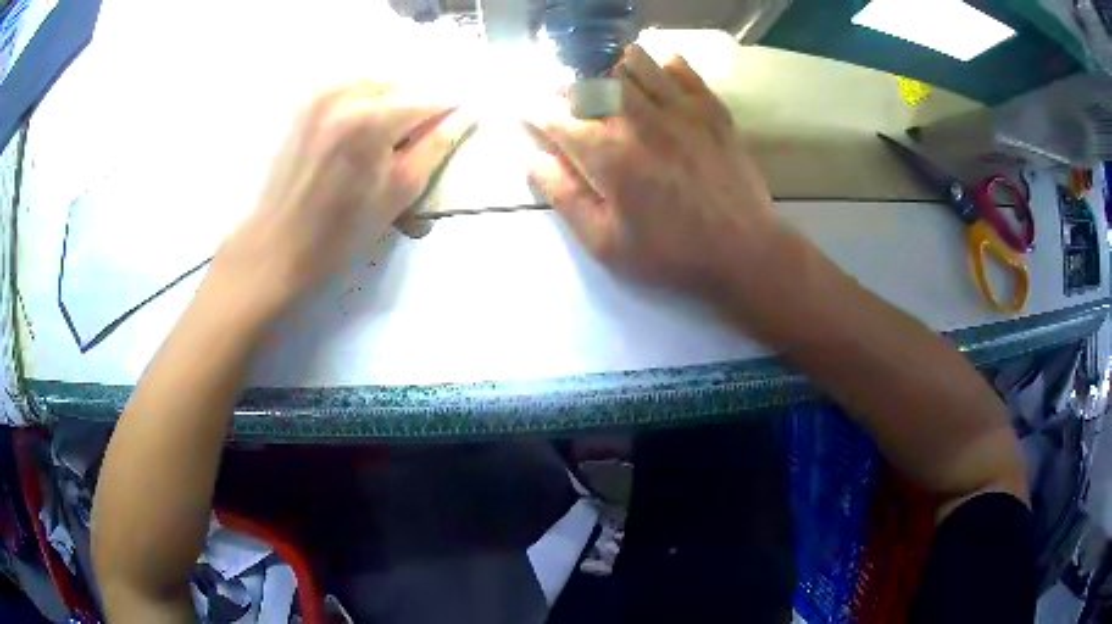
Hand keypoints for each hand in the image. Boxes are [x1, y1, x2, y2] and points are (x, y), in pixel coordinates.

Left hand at [216, 82, 474, 314]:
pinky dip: (363, 104)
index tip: (452, 131)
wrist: (276, 246)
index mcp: (371, 119)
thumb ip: (436, 147)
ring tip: (382, 146)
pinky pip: (349, 89)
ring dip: (389, 107)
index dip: (446, 115)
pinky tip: (355, 136)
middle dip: (415, 112)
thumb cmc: (339, 233)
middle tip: (409, 150)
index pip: (429, 100)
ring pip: (376, 86)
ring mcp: (319, 95)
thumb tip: (467, 115)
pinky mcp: (304, 104)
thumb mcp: (397, 194)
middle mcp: (344, 94)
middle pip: (402, 88)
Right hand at [527, 45, 777, 296]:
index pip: (555, 116)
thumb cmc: (670, 253)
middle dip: (570, 90)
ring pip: (632, 63)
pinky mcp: (710, 108)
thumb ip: (564, 197)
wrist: (743, 251)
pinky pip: (679, 68)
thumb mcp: (604, 242)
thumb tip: (533, 159)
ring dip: (610, 70)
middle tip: (571, 107)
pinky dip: (660, 63)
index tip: (530, 115)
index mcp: (606, 153)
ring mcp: (678, 108)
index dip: (535, 112)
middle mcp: (637, 118)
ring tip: (610, 88)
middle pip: (591, 82)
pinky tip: (655, 75)